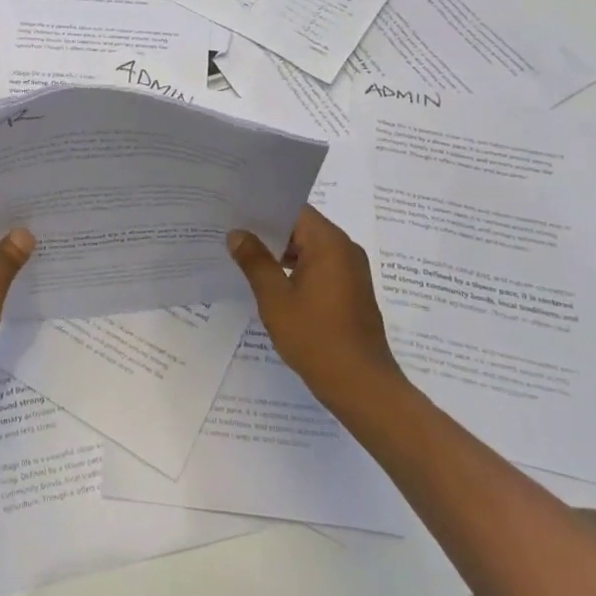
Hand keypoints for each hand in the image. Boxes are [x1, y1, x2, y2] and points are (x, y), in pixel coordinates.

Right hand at [227, 207, 410, 417]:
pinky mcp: (352, 291)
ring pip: (310, 248)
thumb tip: (237, 234)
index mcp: (329, 243)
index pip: (293, 210)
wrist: (362, 386)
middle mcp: (345, 249)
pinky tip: (273, 283)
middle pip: (302, 227)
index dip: (263, 210)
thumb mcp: (275, 299)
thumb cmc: (316, 338)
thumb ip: (255, 261)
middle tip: (233, 235)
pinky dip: (297, 269)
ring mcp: (352, 271)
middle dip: (269, 231)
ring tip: (246, 258)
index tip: (235, 213)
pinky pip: (320, 266)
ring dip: (282, 252)